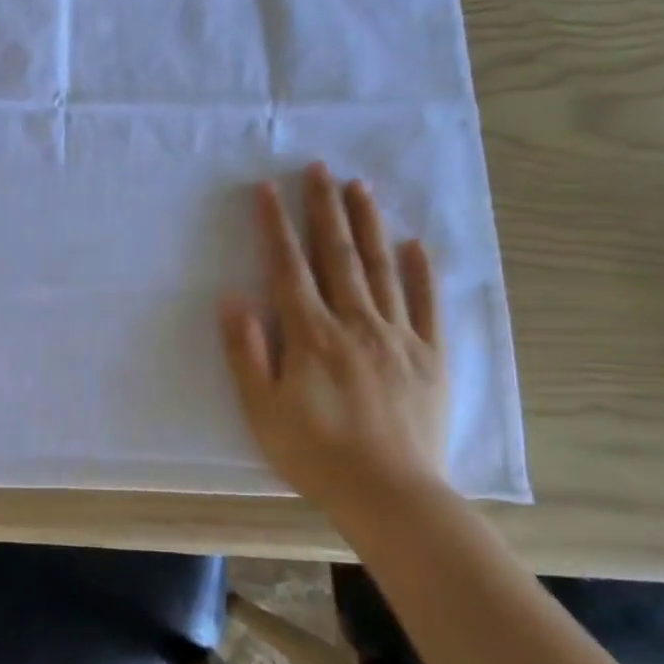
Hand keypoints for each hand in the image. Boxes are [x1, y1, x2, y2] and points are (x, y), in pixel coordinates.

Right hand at [220, 164, 449, 513]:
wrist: (392, 496)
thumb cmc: (316, 454)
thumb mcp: (262, 409)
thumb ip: (246, 352)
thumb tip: (232, 300)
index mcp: (311, 335)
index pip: (289, 267)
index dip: (276, 226)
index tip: (269, 189)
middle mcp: (356, 323)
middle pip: (337, 255)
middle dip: (325, 208)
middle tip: (320, 168)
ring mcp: (399, 336)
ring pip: (381, 268)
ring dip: (368, 224)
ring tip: (360, 187)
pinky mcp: (431, 356)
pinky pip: (427, 304)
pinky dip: (420, 272)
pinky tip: (414, 244)